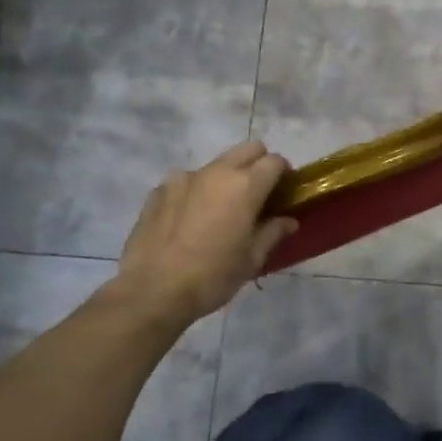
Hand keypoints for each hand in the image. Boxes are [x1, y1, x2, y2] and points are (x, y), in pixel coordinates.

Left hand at [112, 140, 297, 326]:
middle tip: (258, 194)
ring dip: (225, 178)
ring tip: (219, 210)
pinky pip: (185, 182)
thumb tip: (288, 220)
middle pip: (247, 149)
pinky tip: (188, 220)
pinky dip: (195, 192)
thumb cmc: (213, 276)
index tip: (284, 192)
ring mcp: (183, 178)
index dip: (284, 174)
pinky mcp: (159, 190)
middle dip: (258, 163)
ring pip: (215, 165)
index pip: (275, 161)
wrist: (152, 291)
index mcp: (245, 185)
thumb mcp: (251, 259)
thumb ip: (272, 232)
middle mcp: (216, 172)